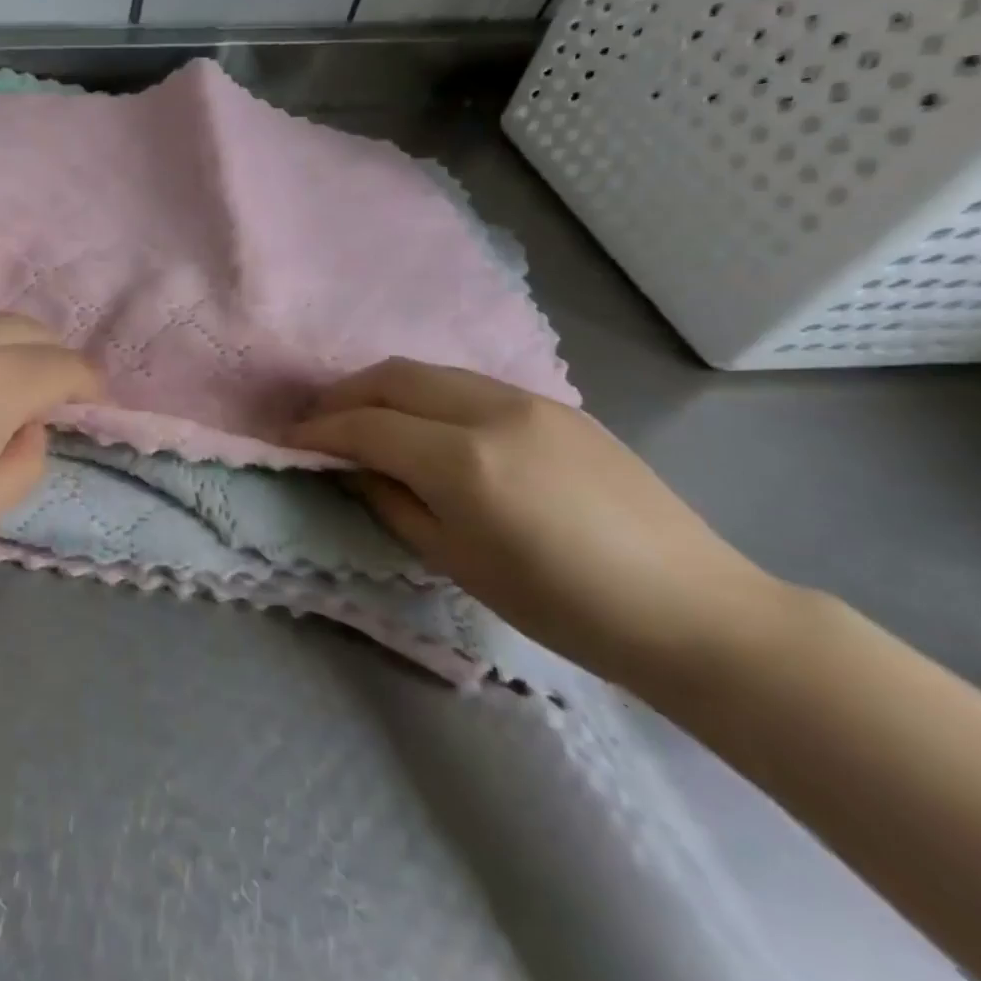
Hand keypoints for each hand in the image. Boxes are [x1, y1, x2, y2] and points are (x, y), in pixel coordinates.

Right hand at [288, 358, 785, 684]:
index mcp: (463, 462)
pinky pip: (468, 383)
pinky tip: (424, 425)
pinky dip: (426, 394)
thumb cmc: (562, 606)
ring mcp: (528, 400)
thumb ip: (391, 501)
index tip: (289, 441)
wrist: (691, 609)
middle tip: (318, 423)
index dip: (319, 431)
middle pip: (391, 377)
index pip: (366, 426)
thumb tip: (351, 467)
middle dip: (343, 394)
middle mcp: (490, 412)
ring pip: (429, 371)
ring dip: (383, 388)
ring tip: (363, 418)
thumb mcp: (455, 561)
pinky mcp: (556, 404)